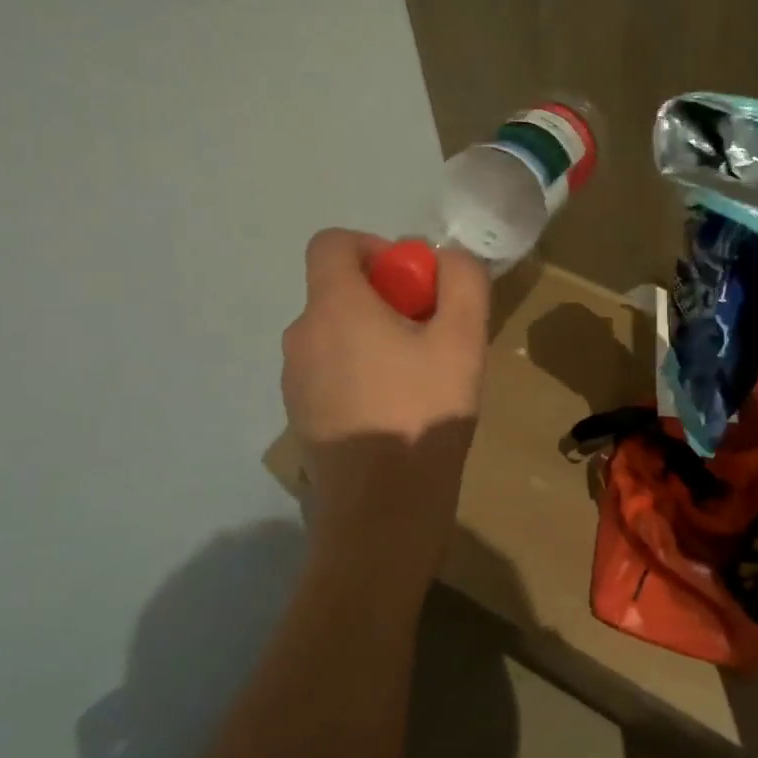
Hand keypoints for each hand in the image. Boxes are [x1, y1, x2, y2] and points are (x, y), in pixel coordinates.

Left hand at [282, 230, 491, 516]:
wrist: (380, 514)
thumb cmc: (422, 417)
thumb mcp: (463, 340)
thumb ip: (462, 281)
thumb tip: (445, 260)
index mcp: (332, 307)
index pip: (332, 243)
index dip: (374, 247)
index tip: (412, 283)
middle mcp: (300, 336)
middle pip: (338, 292)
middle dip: (386, 300)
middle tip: (430, 337)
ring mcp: (294, 381)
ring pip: (336, 336)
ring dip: (374, 340)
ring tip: (418, 381)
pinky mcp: (301, 417)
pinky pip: (330, 374)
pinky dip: (359, 375)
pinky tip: (394, 413)